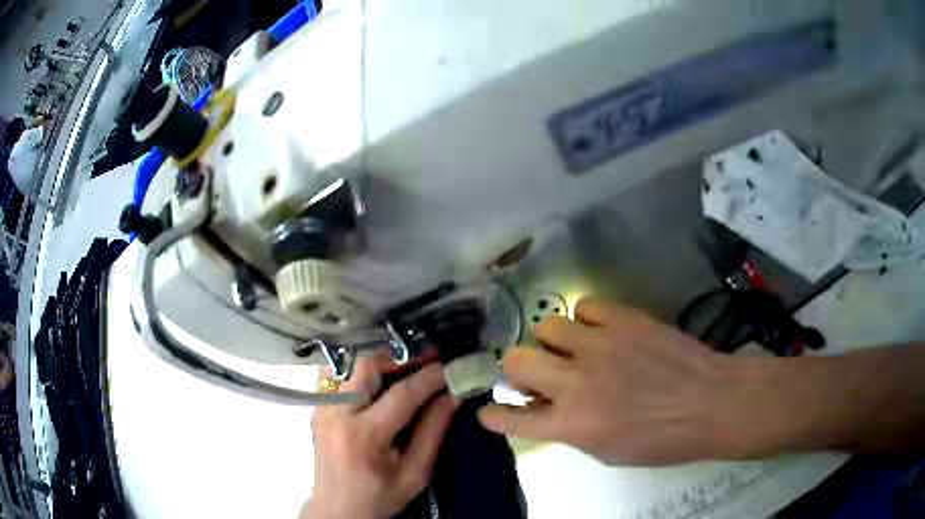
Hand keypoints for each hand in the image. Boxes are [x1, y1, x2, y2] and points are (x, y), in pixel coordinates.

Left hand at [303, 353, 458, 518]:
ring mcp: (322, 408)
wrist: (337, 510)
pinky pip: (339, 377)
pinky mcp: (317, 409)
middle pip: (367, 366)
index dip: (429, 377)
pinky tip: (378, 387)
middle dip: (401, 360)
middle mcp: (337, 414)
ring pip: (350, 365)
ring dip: (380, 364)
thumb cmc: (380, 497)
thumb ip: (434, 432)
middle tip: (426, 363)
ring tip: (404, 373)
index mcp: (364, 436)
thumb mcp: (415, 474)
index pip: (401, 394)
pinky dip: (361, 374)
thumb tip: (453, 395)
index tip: (449, 367)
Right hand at [478, 299, 728, 465]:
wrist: (709, 402)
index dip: (493, 414)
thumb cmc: (661, 440)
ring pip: (548, 327)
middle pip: (516, 359)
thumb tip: (543, 410)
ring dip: (555, 343)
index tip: (490, 411)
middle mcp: (575, 382)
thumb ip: (568, 430)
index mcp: (571, 424)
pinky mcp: (623, 319)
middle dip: (520, 369)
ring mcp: (598, 345)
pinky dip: (587, 320)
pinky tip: (604, 332)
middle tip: (540, 375)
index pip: (509, 418)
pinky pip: (585, 307)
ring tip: (577, 350)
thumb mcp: (607, 451)